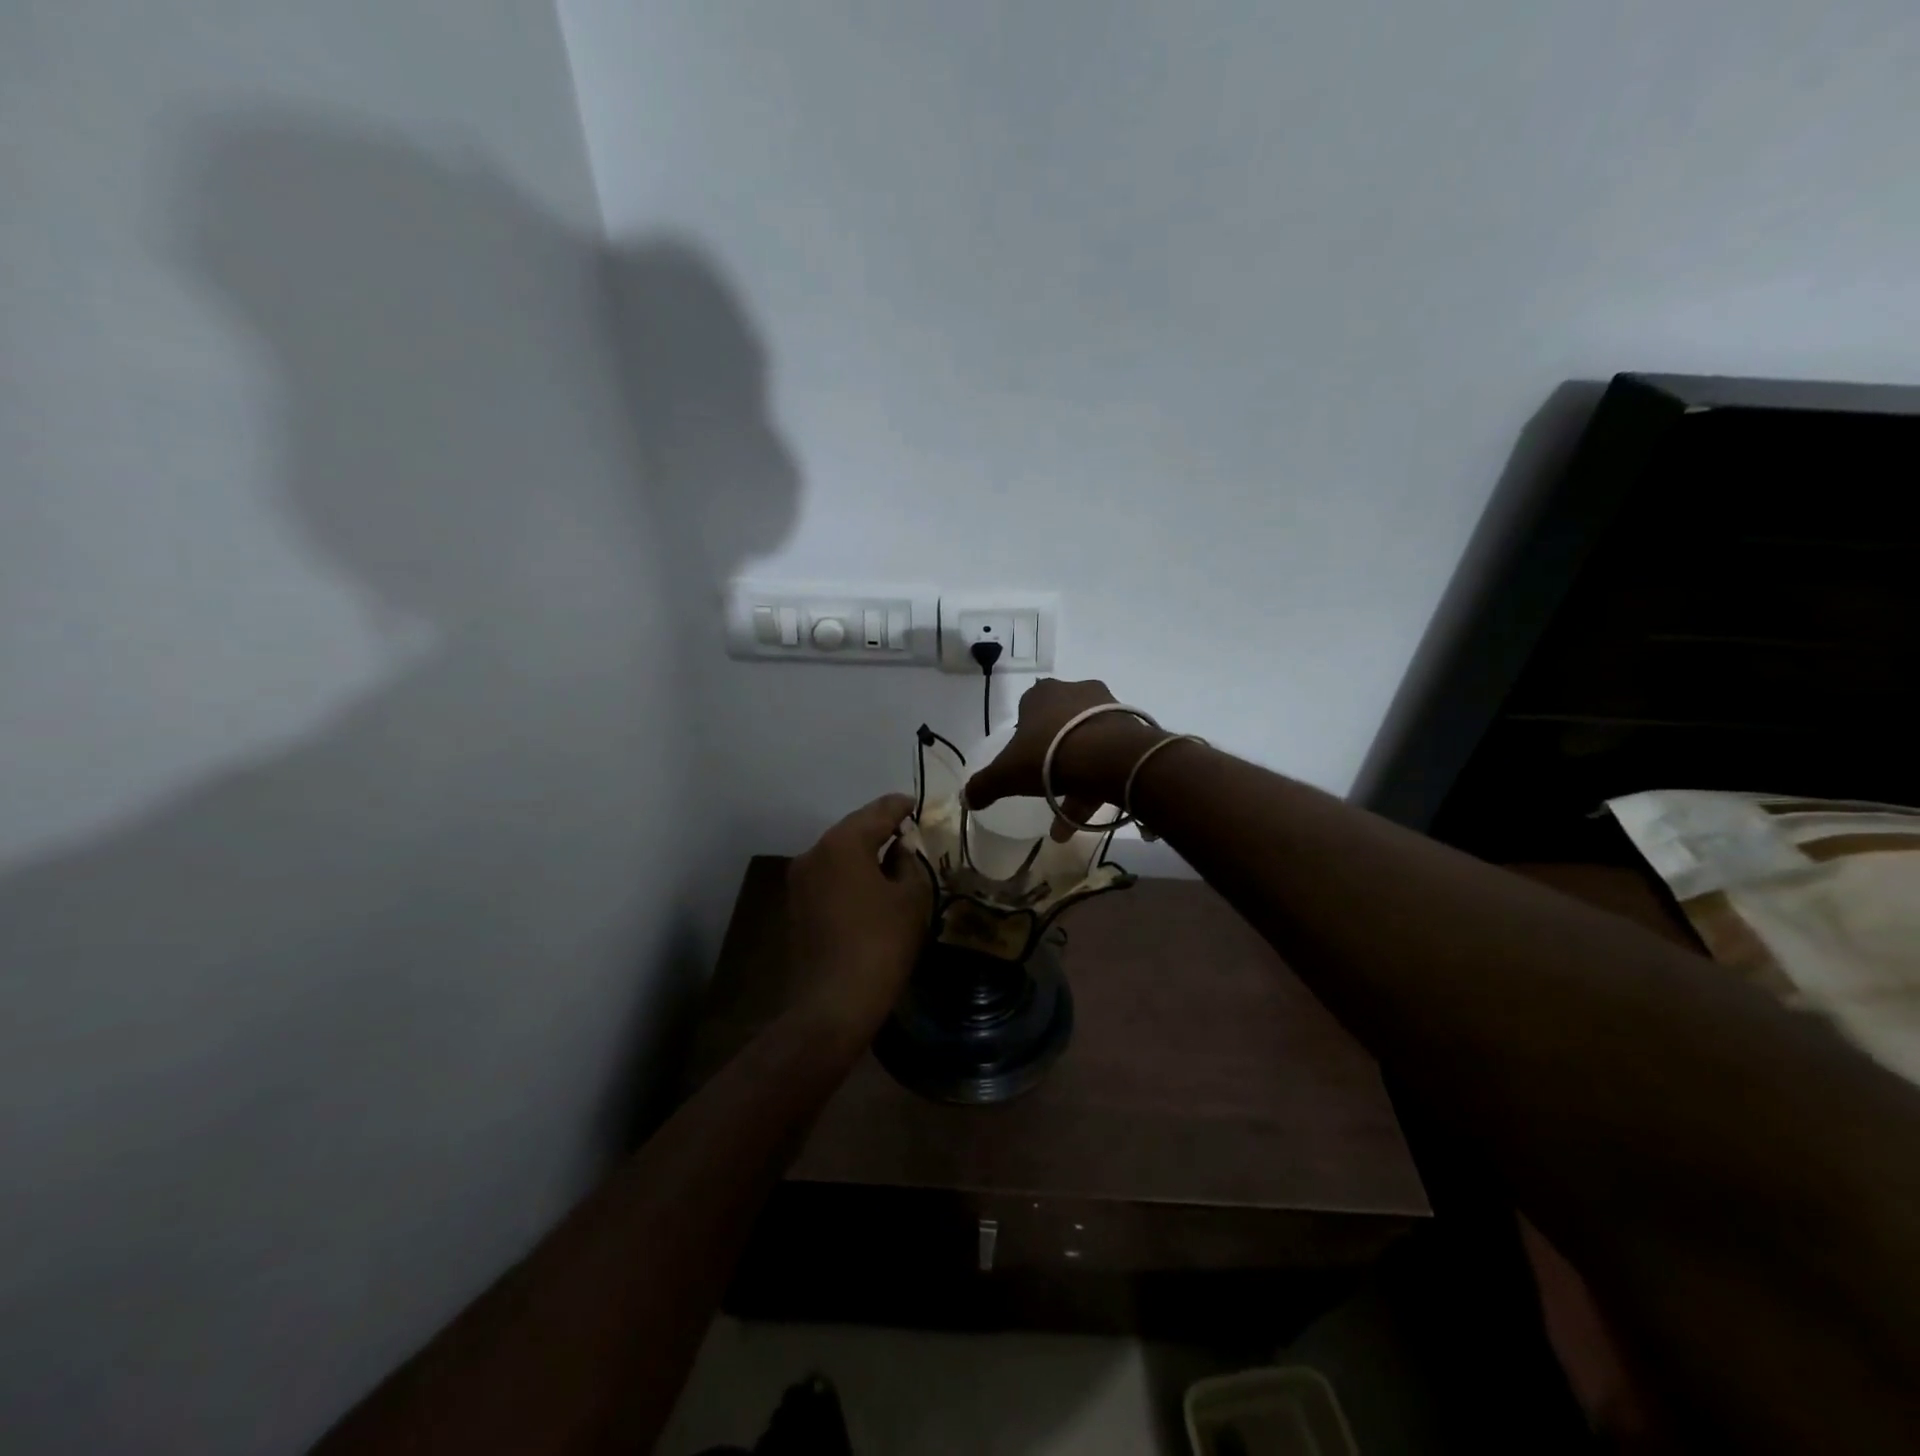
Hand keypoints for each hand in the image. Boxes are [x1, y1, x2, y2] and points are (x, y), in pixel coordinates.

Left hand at [786, 794, 932, 1036]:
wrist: (833, 1004)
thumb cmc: (880, 944)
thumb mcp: (911, 898)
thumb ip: (909, 862)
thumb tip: (900, 848)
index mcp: (843, 842)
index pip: (880, 810)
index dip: (904, 806)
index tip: (920, 806)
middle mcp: (814, 852)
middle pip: (854, 828)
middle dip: (882, 829)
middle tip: (911, 834)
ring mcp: (799, 880)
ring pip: (839, 853)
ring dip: (865, 853)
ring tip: (893, 861)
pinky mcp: (795, 905)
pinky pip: (829, 876)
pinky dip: (850, 874)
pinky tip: (870, 888)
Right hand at [965, 679, 1165, 838]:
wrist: (1109, 756)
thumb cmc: (1049, 755)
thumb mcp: (1006, 774)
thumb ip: (984, 786)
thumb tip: (964, 799)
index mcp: (1041, 695)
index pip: (1027, 710)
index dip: (1024, 736)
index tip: (1024, 762)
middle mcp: (1075, 692)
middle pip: (1059, 727)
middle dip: (1052, 760)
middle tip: (1047, 789)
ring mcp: (1106, 707)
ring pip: (1085, 744)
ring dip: (1076, 779)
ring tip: (1069, 821)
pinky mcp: (1130, 727)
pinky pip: (1109, 755)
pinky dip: (1099, 781)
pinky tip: (1092, 812)